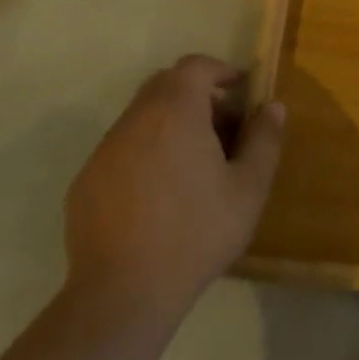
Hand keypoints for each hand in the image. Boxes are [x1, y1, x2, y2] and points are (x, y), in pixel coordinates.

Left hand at [64, 55, 286, 325]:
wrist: (124, 293)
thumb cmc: (197, 233)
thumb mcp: (249, 188)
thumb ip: (264, 140)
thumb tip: (272, 107)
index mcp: (175, 114)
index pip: (194, 66)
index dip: (220, 70)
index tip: (241, 90)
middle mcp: (134, 122)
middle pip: (165, 86)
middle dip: (198, 95)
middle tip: (224, 128)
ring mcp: (104, 151)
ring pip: (142, 117)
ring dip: (172, 124)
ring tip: (197, 165)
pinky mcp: (86, 181)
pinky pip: (122, 149)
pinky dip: (147, 152)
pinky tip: (162, 194)